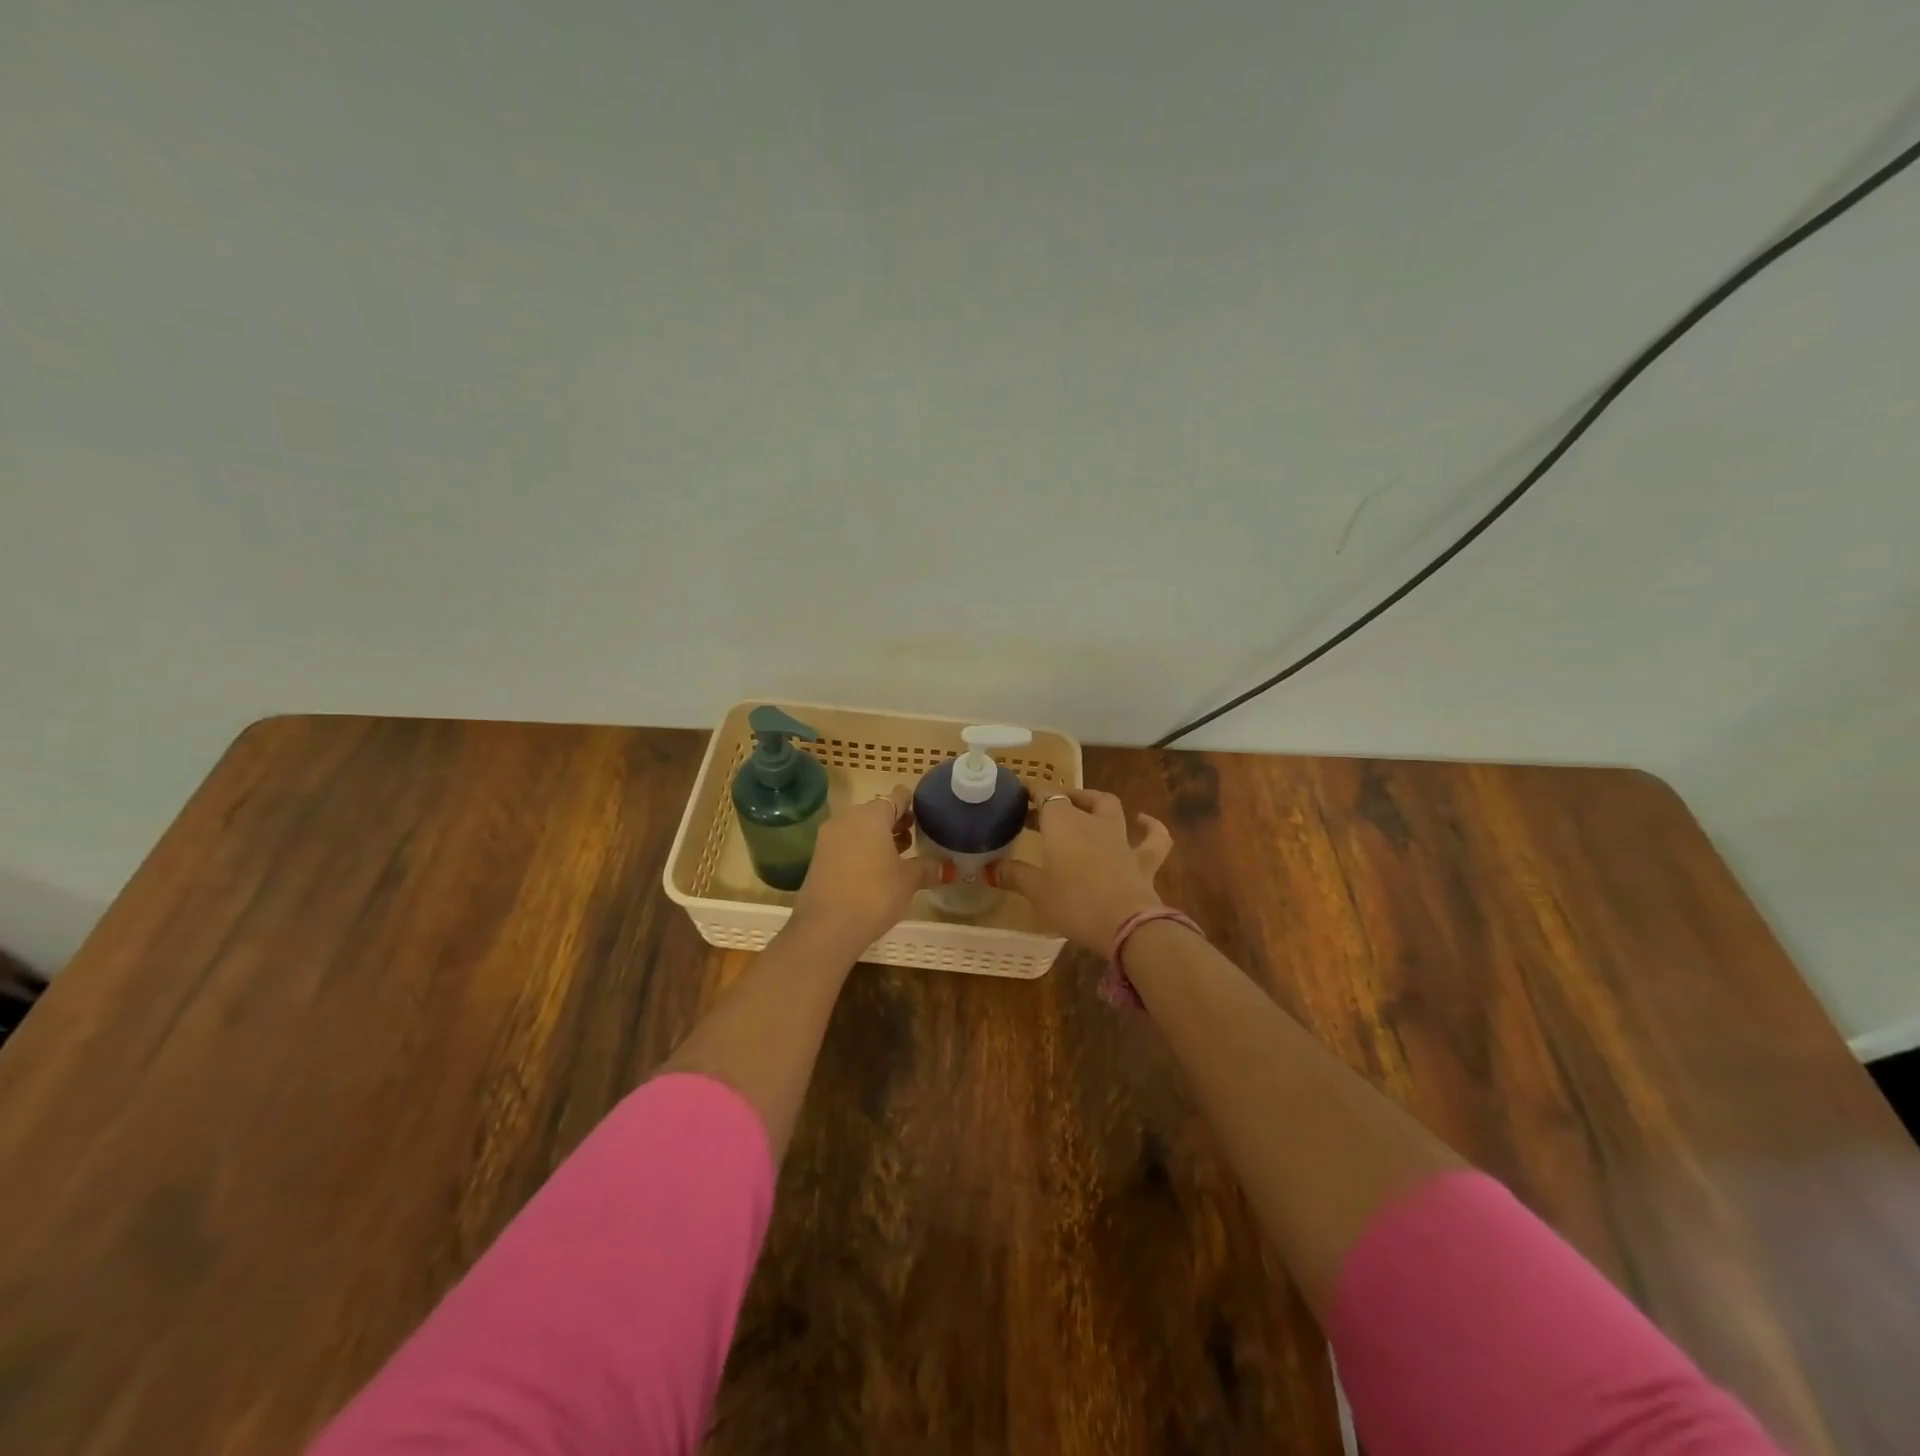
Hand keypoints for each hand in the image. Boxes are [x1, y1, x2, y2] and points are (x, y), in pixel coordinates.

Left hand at [788, 785, 938, 953]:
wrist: (826, 928)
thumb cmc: (874, 894)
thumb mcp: (908, 880)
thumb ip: (928, 868)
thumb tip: (947, 867)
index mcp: (871, 815)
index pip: (896, 797)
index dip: (911, 803)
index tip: (924, 812)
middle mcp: (847, 818)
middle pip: (876, 812)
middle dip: (895, 822)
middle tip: (915, 836)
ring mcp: (828, 838)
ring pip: (859, 829)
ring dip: (878, 838)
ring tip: (899, 854)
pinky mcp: (818, 858)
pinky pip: (846, 845)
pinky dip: (862, 851)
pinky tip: (875, 870)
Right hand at [1001, 788, 1172, 953]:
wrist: (1127, 924)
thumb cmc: (1074, 903)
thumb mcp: (1037, 892)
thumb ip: (1015, 876)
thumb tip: (991, 868)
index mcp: (1063, 823)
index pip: (1045, 794)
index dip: (1032, 791)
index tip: (1019, 795)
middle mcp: (1092, 822)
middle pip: (1074, 799)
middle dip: (1059, 800)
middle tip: (1043, 812)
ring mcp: (1121, 838)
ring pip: (1109, 808)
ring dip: (1095, 803)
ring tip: (1085, 806)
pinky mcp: (1143, 859)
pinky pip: (1153, 837)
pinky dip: (1150, 826)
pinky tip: (1144, 821)